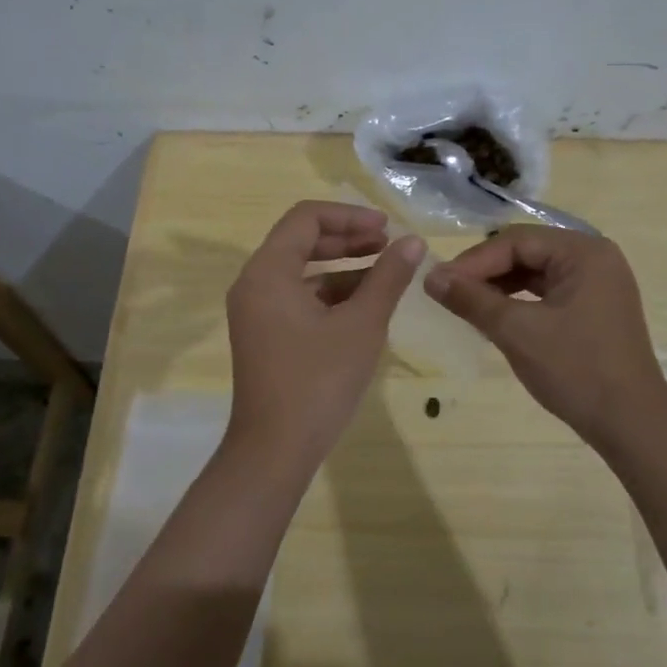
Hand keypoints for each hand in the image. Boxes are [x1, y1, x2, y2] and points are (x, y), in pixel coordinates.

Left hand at [225, 201, 423, 467]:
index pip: (306, 218)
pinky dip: (330, 292)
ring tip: (385, 271)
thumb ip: (387, 278)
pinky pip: (298, 296)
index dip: (349, 216)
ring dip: (342, 265)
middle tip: (388, 243)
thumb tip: (412, 242)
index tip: (386, 228)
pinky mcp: (265, 333)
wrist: (275, 451)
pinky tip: (364, 302)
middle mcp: (254, 283)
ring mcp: (256, 310)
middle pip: (301, 240)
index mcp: (268, 271)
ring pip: (301, 270)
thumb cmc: (318, 382)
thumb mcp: (361, 325)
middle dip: (347, 237)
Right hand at [425, 226, 666, 449]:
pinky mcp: (594, 308)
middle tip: (449, 293)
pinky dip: (519, 301)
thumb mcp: (517, 332)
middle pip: (526, 251)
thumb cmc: (577, 370)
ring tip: (466, 305)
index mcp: (583, 252)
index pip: (516, 241)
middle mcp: (594, 258)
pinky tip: (494, 316)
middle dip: (485, 272)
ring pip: (535, 272)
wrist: (632, 426)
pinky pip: (547, 292)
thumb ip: (472, 299)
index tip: (439, 283)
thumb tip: (430, 277)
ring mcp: (597, 284)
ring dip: (499, 286)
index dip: (474, 261)